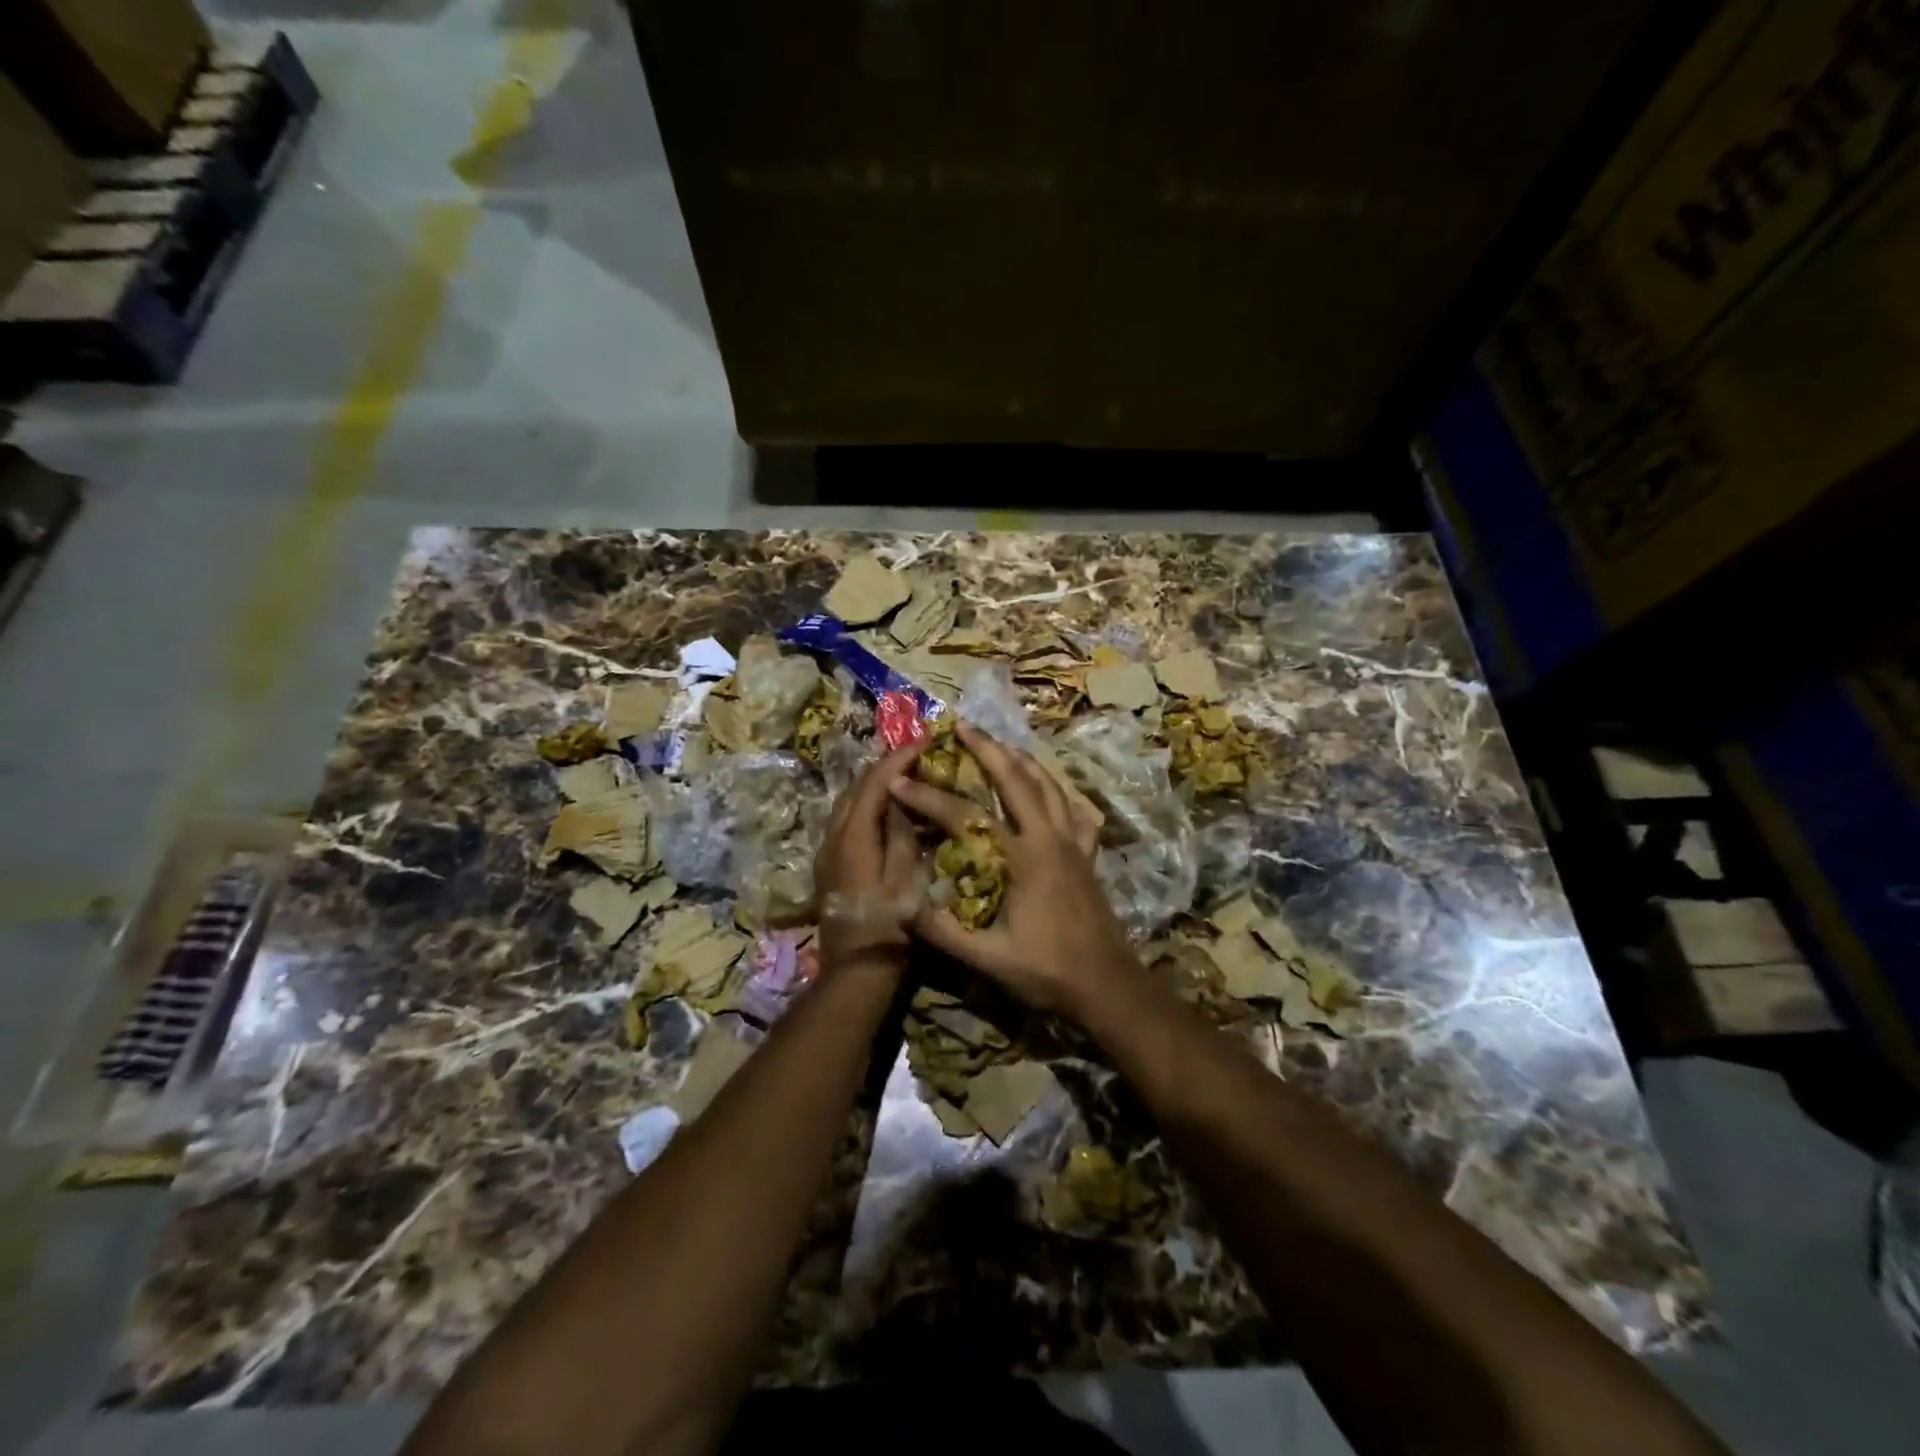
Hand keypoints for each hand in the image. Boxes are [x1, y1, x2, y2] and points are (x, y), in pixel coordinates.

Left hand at [814, 742, 926, 971]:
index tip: (925, 740)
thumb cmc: (890, 928)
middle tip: (917, 754)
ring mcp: (827, 851)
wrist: (856, 972)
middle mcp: (833, 837)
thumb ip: (903, 833)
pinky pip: (846, 820)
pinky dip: (867, 805)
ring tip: (905, 776)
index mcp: (854, 837)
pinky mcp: (829, 865)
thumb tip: (902, 796)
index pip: (875, 782)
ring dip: (874, 784)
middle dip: (885, 766)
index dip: (900, 757)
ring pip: (847, 802)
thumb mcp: (908, 879)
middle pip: (856, 787)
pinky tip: (888, 810)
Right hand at [890, 723, 1136, 1014]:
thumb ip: (944, 932)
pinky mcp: (1087, 854)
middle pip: (1017, 780)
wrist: (1107, 985)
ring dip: (1023, 761)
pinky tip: (1049, 789)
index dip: (930, 799)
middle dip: (987, 749)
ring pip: (1049, 786)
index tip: (900, 782)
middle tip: (963, 726)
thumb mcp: (989, 958)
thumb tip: (902, 904)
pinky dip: (1058, 791)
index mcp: (1022, 858)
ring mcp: (1073, 842)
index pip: (966, 817)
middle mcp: (1049, 838)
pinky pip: (1075, 809)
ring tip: (1002, 745)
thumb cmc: (1047, 972)